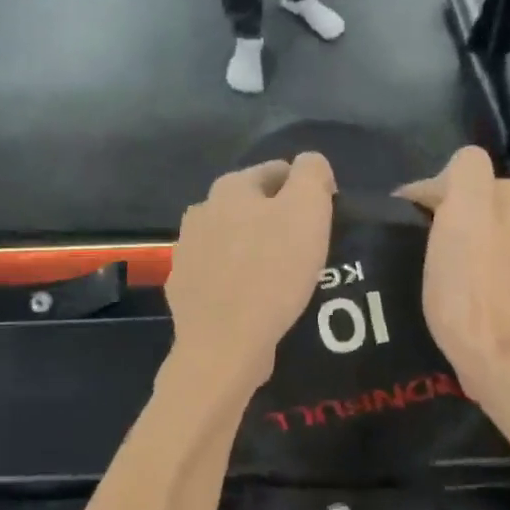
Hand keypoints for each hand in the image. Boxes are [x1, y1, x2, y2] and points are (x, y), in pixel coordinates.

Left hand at [164, 155, 336, 388]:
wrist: (224, 344)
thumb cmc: (272, 271)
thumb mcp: (308, 209)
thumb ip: (312, 173)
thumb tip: (309, 165)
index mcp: (230, 187)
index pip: (278, 171)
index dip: (307, 191)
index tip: (324, 222)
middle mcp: (201, 211)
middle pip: (253, 206)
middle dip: (279, 220)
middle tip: (306, 250)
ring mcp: (187, 252)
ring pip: (234, 240)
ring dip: (257, 250)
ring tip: (283, 278)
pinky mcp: (185, 289)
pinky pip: (221, 274)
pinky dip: (238, 280)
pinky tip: (255, 300)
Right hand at [398, 147, 509, 405]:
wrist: (503, 359)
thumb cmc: (466, 293)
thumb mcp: (455, 222)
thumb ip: (462, 178)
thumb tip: (447, 180)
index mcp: (507, 196)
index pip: (468, 166)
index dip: (438, 185)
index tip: (417, 215)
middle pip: (490, 196)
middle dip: (464, 210)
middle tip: (436, 241)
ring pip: (507, 228)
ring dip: (486, 236)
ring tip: (461, 266)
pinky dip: (502, 266)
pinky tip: (486, 290)